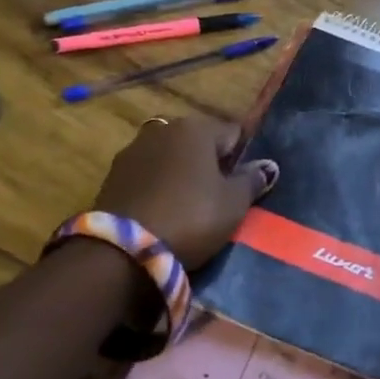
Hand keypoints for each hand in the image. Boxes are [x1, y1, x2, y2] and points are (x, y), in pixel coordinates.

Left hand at [92, 115, 278, 268]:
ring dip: (180, 173)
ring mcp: (133, 150)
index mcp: (196, 128)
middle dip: (209, 163)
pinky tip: (161, 211)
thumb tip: (267, 166)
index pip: (233, 134)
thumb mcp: (233, 204)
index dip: (242, 158)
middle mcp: (163, 128)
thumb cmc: (191, 218)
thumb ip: (252, 181)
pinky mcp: (112, 174)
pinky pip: (147, 175)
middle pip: (198, 142)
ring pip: (169, 156)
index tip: (244, 185)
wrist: (124, 251)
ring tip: (187, 206)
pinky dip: (156, 186)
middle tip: (218, 197)